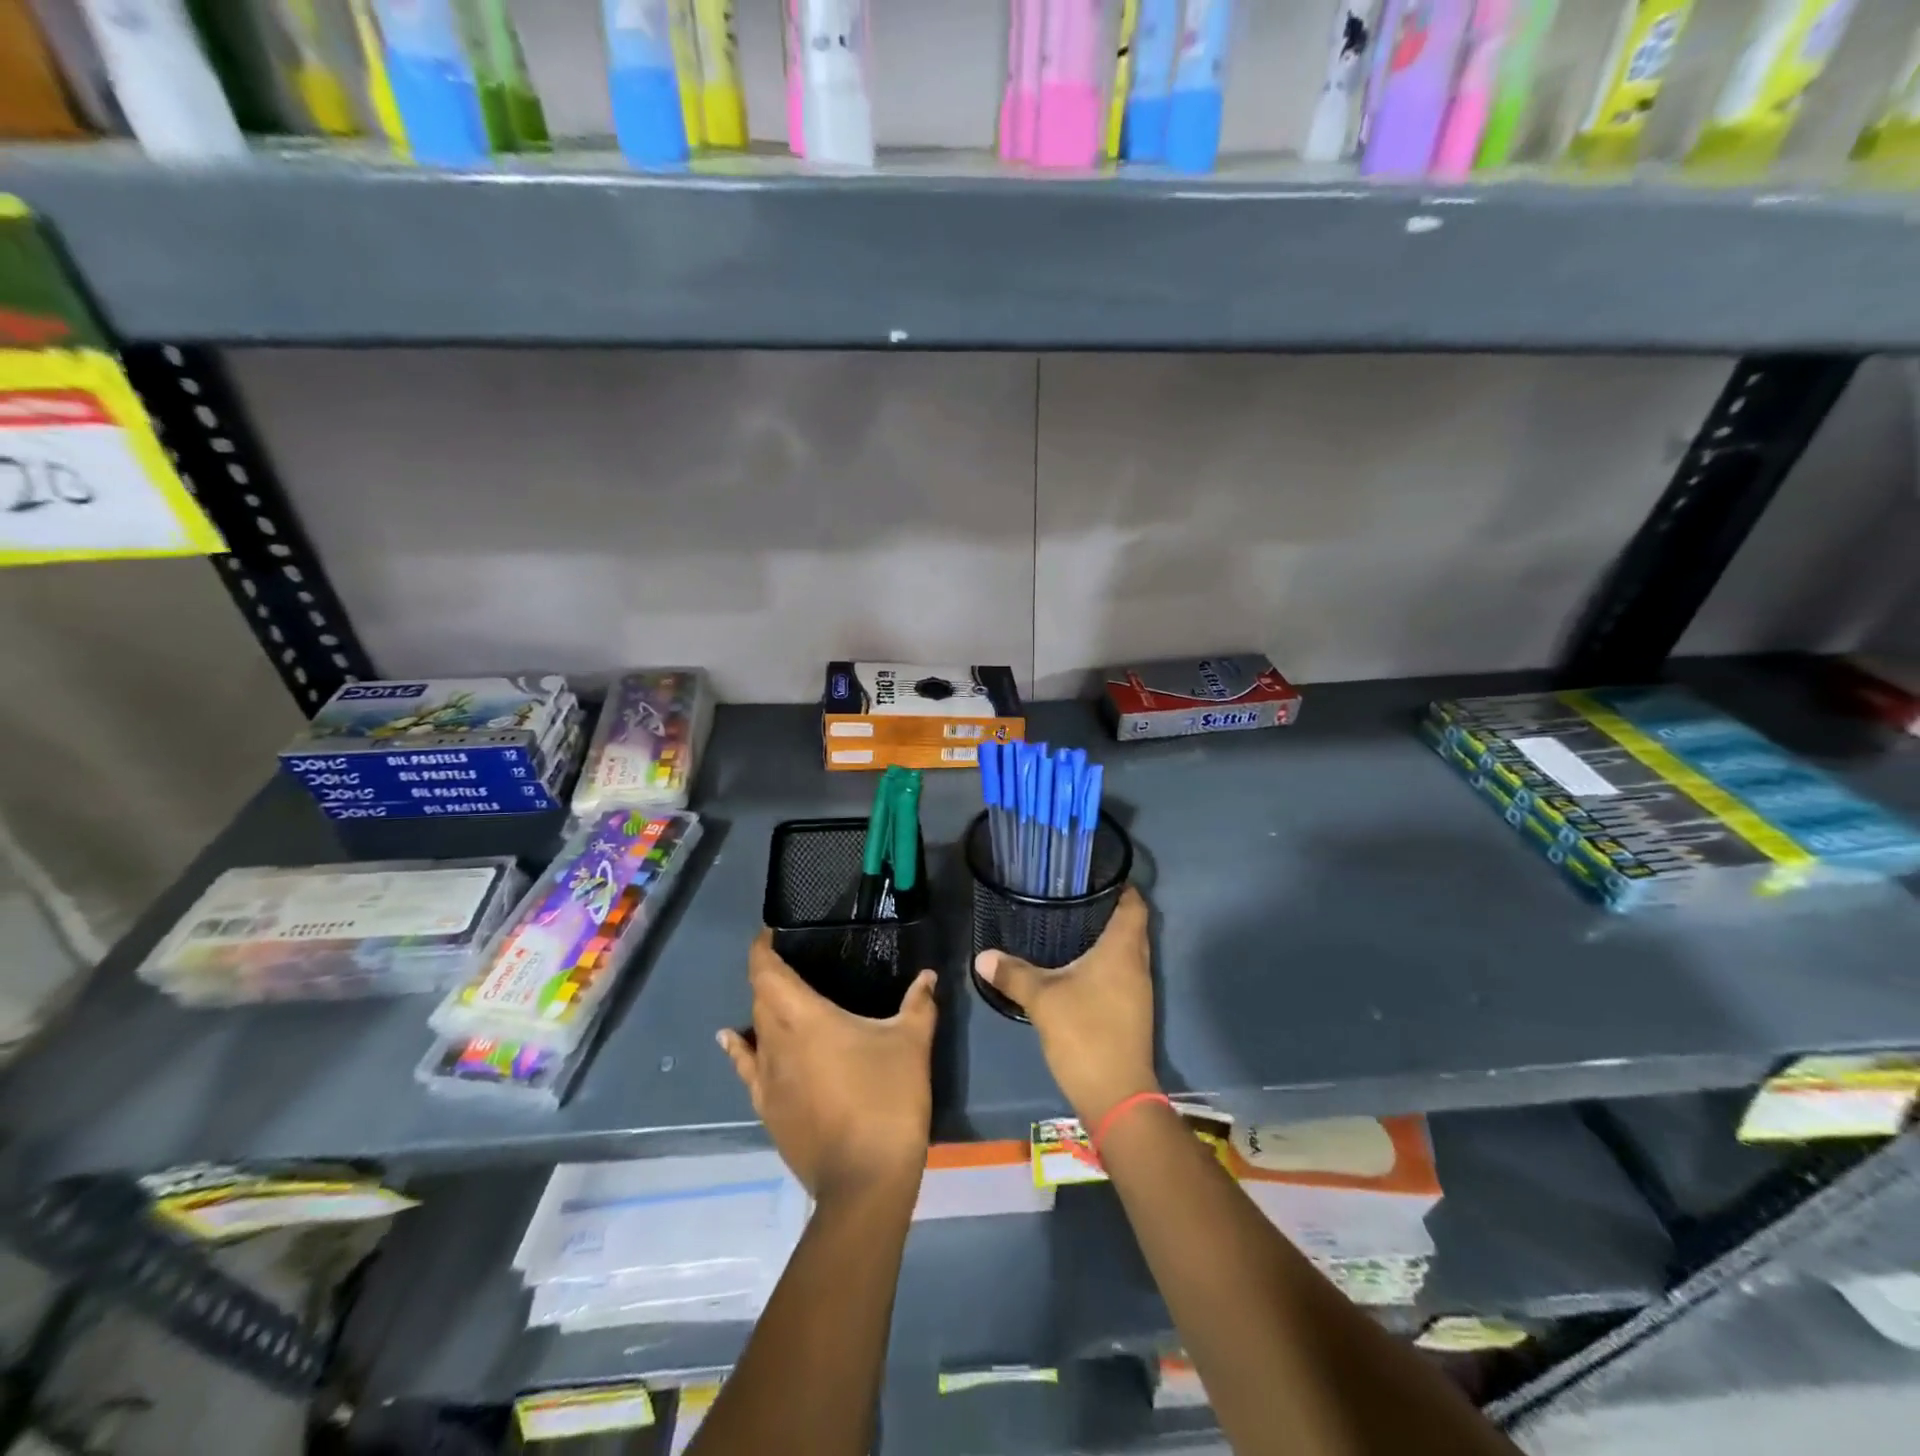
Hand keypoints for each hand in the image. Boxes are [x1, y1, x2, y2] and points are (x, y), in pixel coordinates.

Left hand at [719, 932, 937, 1204]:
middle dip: (771, 976)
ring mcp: (766, 1080)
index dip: (762, 948)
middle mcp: (775, 1042)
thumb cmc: (887, 1099)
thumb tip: (928, 976)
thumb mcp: (911, 1043)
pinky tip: (735, 1040)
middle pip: (760, 998)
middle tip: (797, 963)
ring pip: (755, 1030)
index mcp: (803, 1017)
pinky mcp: (767, 1110)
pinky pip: (747, 1068)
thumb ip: (919, 1003)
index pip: (766, 972)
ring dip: (763, 1010)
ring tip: (781, 998)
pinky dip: (741, 1048)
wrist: (865, 1181)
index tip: (772, 932)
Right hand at [974, 885, 1158, 1124]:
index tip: (1096, 874)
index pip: (1134, 905)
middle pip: (1132, 925)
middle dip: (1108, 908)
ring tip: (1072, 923)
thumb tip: (982, 956)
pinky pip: (1122, 971)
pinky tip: (1077, 964)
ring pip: (1127, 950)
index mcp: (1123, 950)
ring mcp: (1138, 990)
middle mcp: (1137, 964)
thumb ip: (1014, 973)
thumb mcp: (1043, 999)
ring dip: (1106, 937)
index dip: (1121, 886)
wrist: (1116, 1095)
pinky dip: (1105, 961)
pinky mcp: (1132, 1010)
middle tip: (1074, 896)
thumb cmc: (1085, 1033)